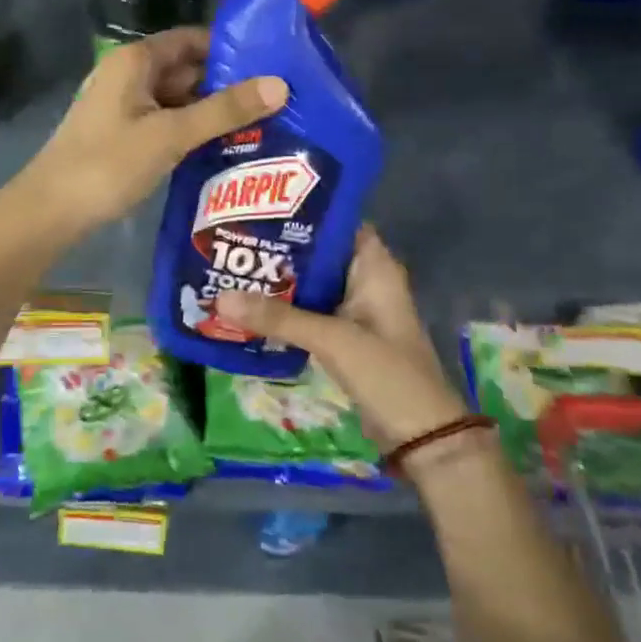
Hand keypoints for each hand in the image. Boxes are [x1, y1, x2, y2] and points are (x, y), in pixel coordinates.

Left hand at [18, 29, 286, 237]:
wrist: (50, 211)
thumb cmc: (108, 164)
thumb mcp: (171, 135)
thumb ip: (224, 110)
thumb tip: (280, 84)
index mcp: (135, 60)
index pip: (192, 39)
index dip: (230, 50)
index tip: (272, 65)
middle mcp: (128, 74)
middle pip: (186, 70)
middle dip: (226, 84)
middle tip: (276, 101)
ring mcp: (122, 106)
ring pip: (176, 99)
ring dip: (210, 111)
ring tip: (261, 125)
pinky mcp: (121, 134)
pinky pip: (164, 122)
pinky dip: (190, 130)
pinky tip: (221, 148)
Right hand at [215, 227, 467, 451]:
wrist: (421, 437)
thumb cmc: (386, 373)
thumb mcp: (332, 339)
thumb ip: (278, 318)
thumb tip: (220, 297)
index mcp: (375, 267)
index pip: (338, 221)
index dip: (303, 210)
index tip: (260, 205)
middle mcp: (366, 281)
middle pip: (318, 252)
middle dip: (280, 246)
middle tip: (234, 236)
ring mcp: (355, 310)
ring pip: (311, 283)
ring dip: (279, 279)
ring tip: (233, 265)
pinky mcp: (345, 337)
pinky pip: (310, 311)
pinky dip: (285, 308)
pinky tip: (250, 306)